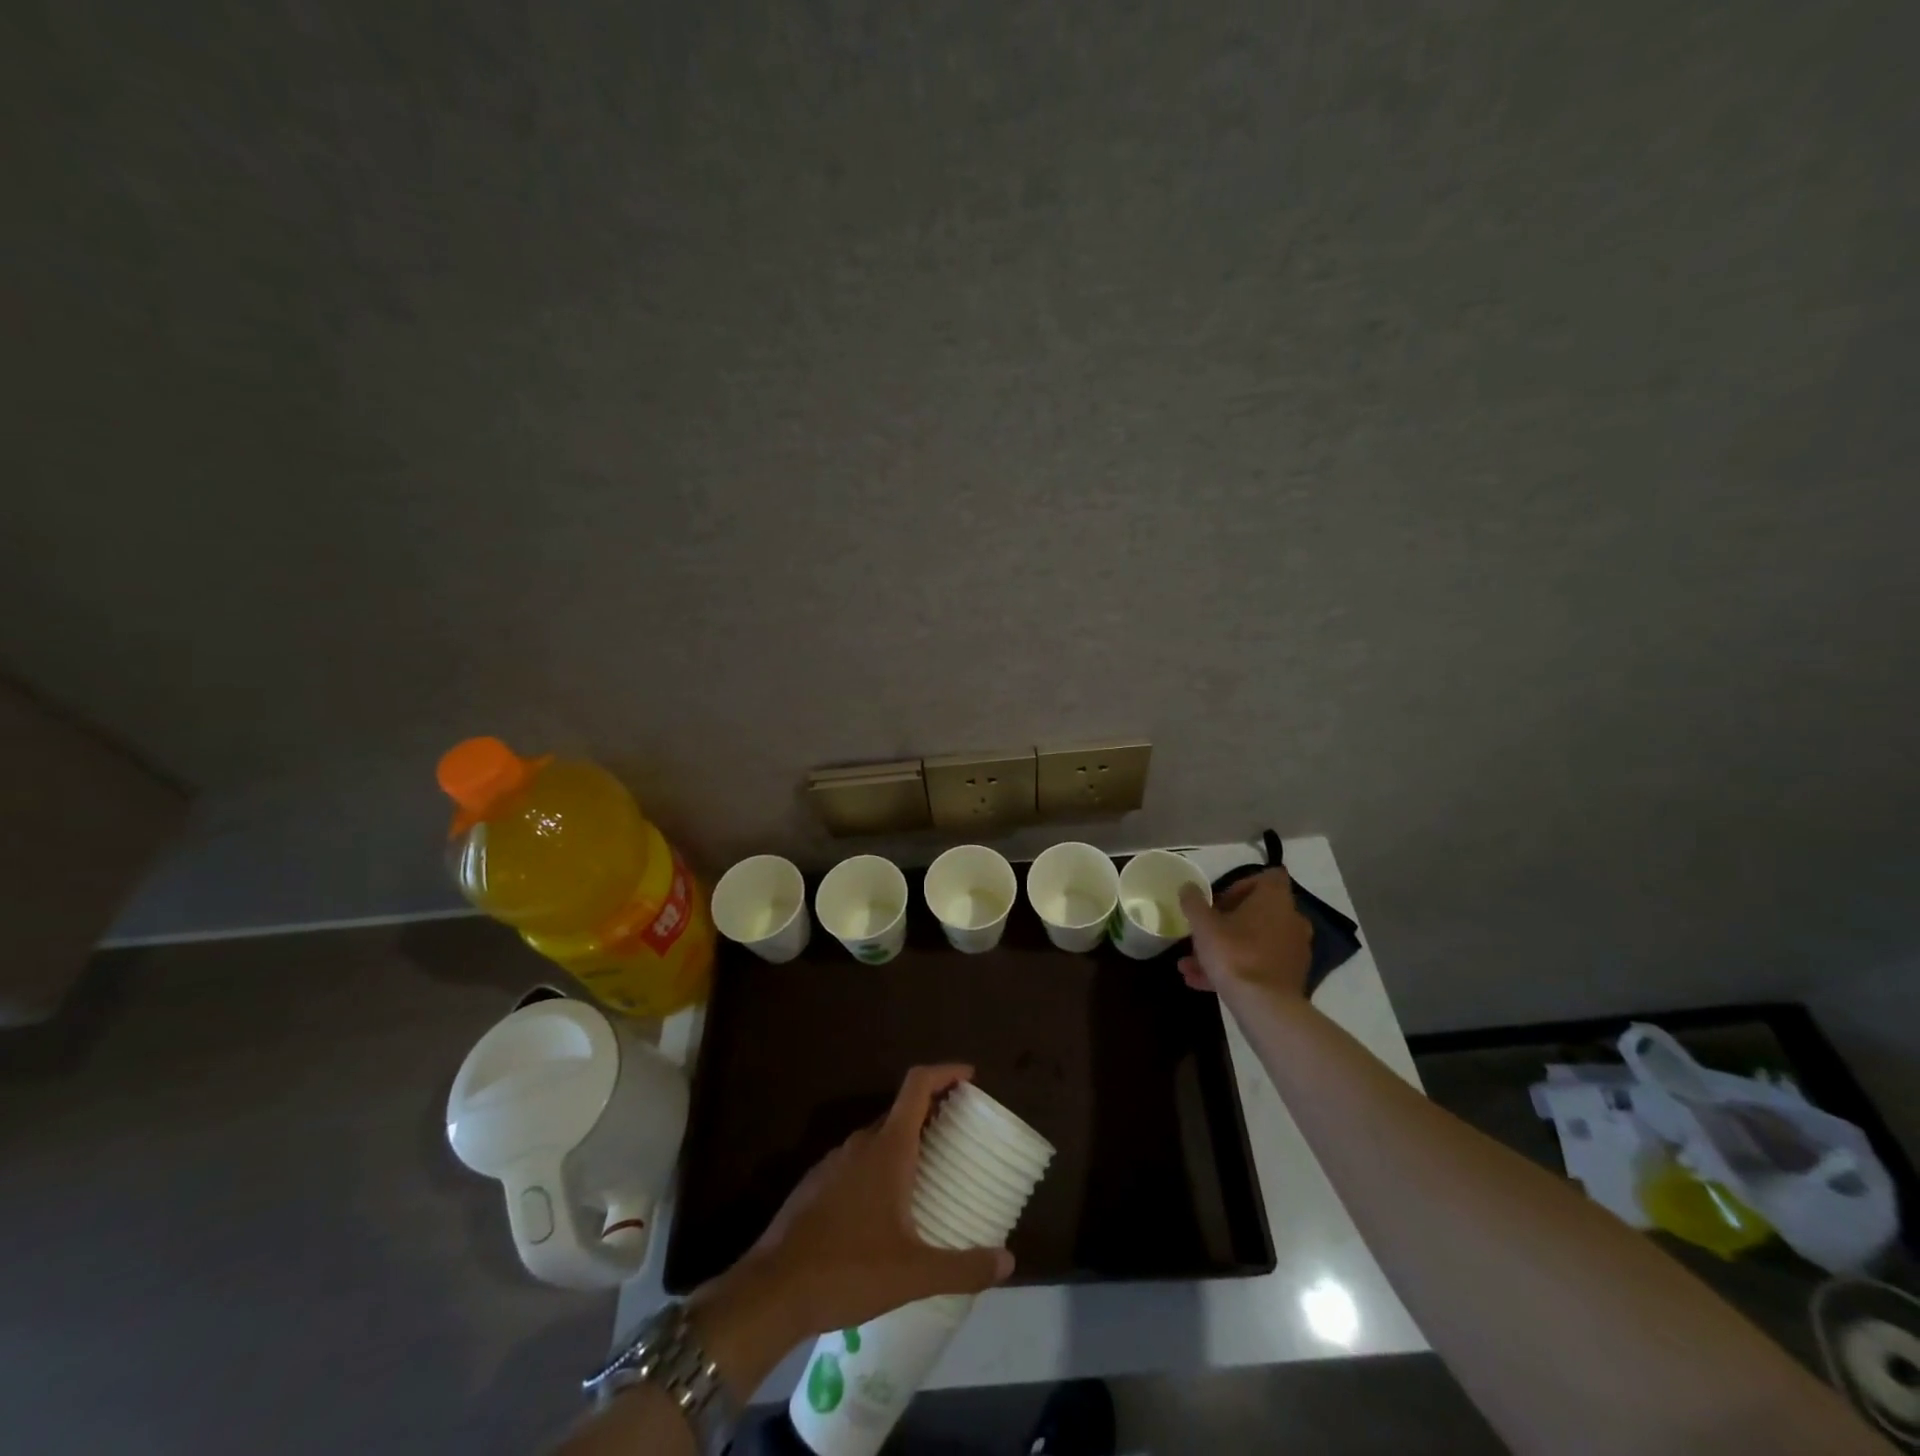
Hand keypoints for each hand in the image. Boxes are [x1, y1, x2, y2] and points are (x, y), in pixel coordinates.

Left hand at [706, 1065, 1013, 1350]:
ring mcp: (834, 1162)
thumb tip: (1008, 1261)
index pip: (917, 1085)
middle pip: (900, 1110)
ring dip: (905, 1142)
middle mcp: (860, 1143)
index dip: (945, 1072)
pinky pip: (857, 1160)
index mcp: (887, 1147)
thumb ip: (963, 1267)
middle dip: (931, 1113)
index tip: (969, 1076)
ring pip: (877, 1137)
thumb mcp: (913, 1274)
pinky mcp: (816, 1184)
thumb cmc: (847, 1270)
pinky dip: (880, 1165)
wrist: (771, 1291)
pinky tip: (886, 1206)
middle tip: (958, 1135)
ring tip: (928, 1171)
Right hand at [1177, 869, 1314, 1000]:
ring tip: (1190, 965)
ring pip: (1253, 942)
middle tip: (1202, 934)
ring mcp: (1294, 950)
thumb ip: (1194, 902)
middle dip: (1225, 923)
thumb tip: (1189, 887)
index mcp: (1275, 899)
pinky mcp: (1291, 976)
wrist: (1265, 1006)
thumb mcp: (1203, 925)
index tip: (1220, 901)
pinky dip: (1236, 968)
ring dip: (1224, 948)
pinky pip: (1259, 964)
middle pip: (1256, 912)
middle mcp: (1291, 919)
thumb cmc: (1234, 953)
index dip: (1242, 885)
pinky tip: (1203, 982)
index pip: (1267, 877)